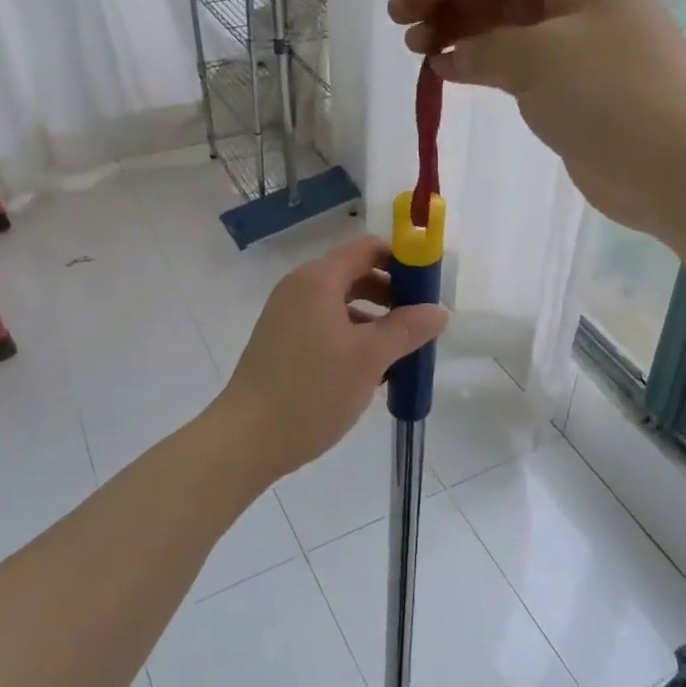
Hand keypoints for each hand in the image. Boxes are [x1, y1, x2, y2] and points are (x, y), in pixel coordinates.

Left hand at [217, 236, 449, 482]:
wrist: (247, 438)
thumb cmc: (312, 390)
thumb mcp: (369, 358)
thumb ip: (407, 329)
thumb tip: (439, 310)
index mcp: (318, 280)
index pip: (368, 248)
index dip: (402, 260)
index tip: (429, 286)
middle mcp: (299, 288)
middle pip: (355, 274)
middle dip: (392, 294)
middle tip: (420, 323)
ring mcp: (287, 315)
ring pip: (341, 304)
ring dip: (374, 320)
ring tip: (401, 353)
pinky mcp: (281, 342)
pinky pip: (325, 325)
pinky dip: (352, 336)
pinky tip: (371, 371)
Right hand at [389, 0, 685, 235]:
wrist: (673, 170)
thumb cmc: (611, 96)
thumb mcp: (539, 58)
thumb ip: (484, 48)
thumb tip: (448, 58)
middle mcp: (585, 3)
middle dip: (449, 2)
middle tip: (401, 22)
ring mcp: (581, 47)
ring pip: (507, 29)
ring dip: (460, 34)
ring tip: (416, 47)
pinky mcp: (574, 88)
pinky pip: (517, 65)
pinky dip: (481, 65)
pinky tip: (445, 71)